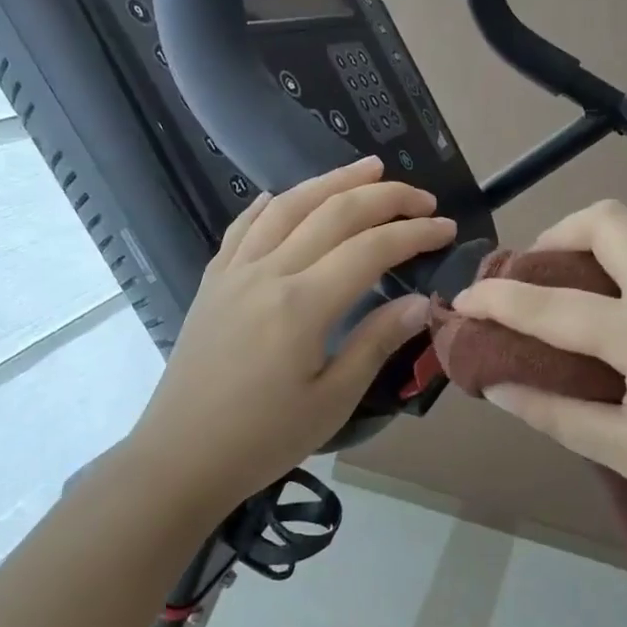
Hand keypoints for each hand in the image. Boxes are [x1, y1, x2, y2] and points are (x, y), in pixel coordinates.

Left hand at [126, 156, 453, 517]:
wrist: (179, 458)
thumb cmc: (263, 439)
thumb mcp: (332, 400)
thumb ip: (376, 342)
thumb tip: (419, 302)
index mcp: (301, 304)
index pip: (370, 248)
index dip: (414, 233)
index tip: (447, 229)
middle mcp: (267, 273)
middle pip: (333, 213)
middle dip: (384, 197)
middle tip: (421, 197)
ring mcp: (234, 272)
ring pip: (288, 206)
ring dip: (331, 181)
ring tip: (368, 168)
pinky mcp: (212, 281)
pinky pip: (244, 227)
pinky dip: (271, 204)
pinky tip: (285, 196)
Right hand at [451, 200, 626, 564]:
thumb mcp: (626, 453)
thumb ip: (555, 412)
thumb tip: (498, 387)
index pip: (551, 304)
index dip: (497, 299)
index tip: (461, 301)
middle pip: (608, 221)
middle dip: (556, 235)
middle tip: (533, 275)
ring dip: (604, 242)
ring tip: (579, 285)